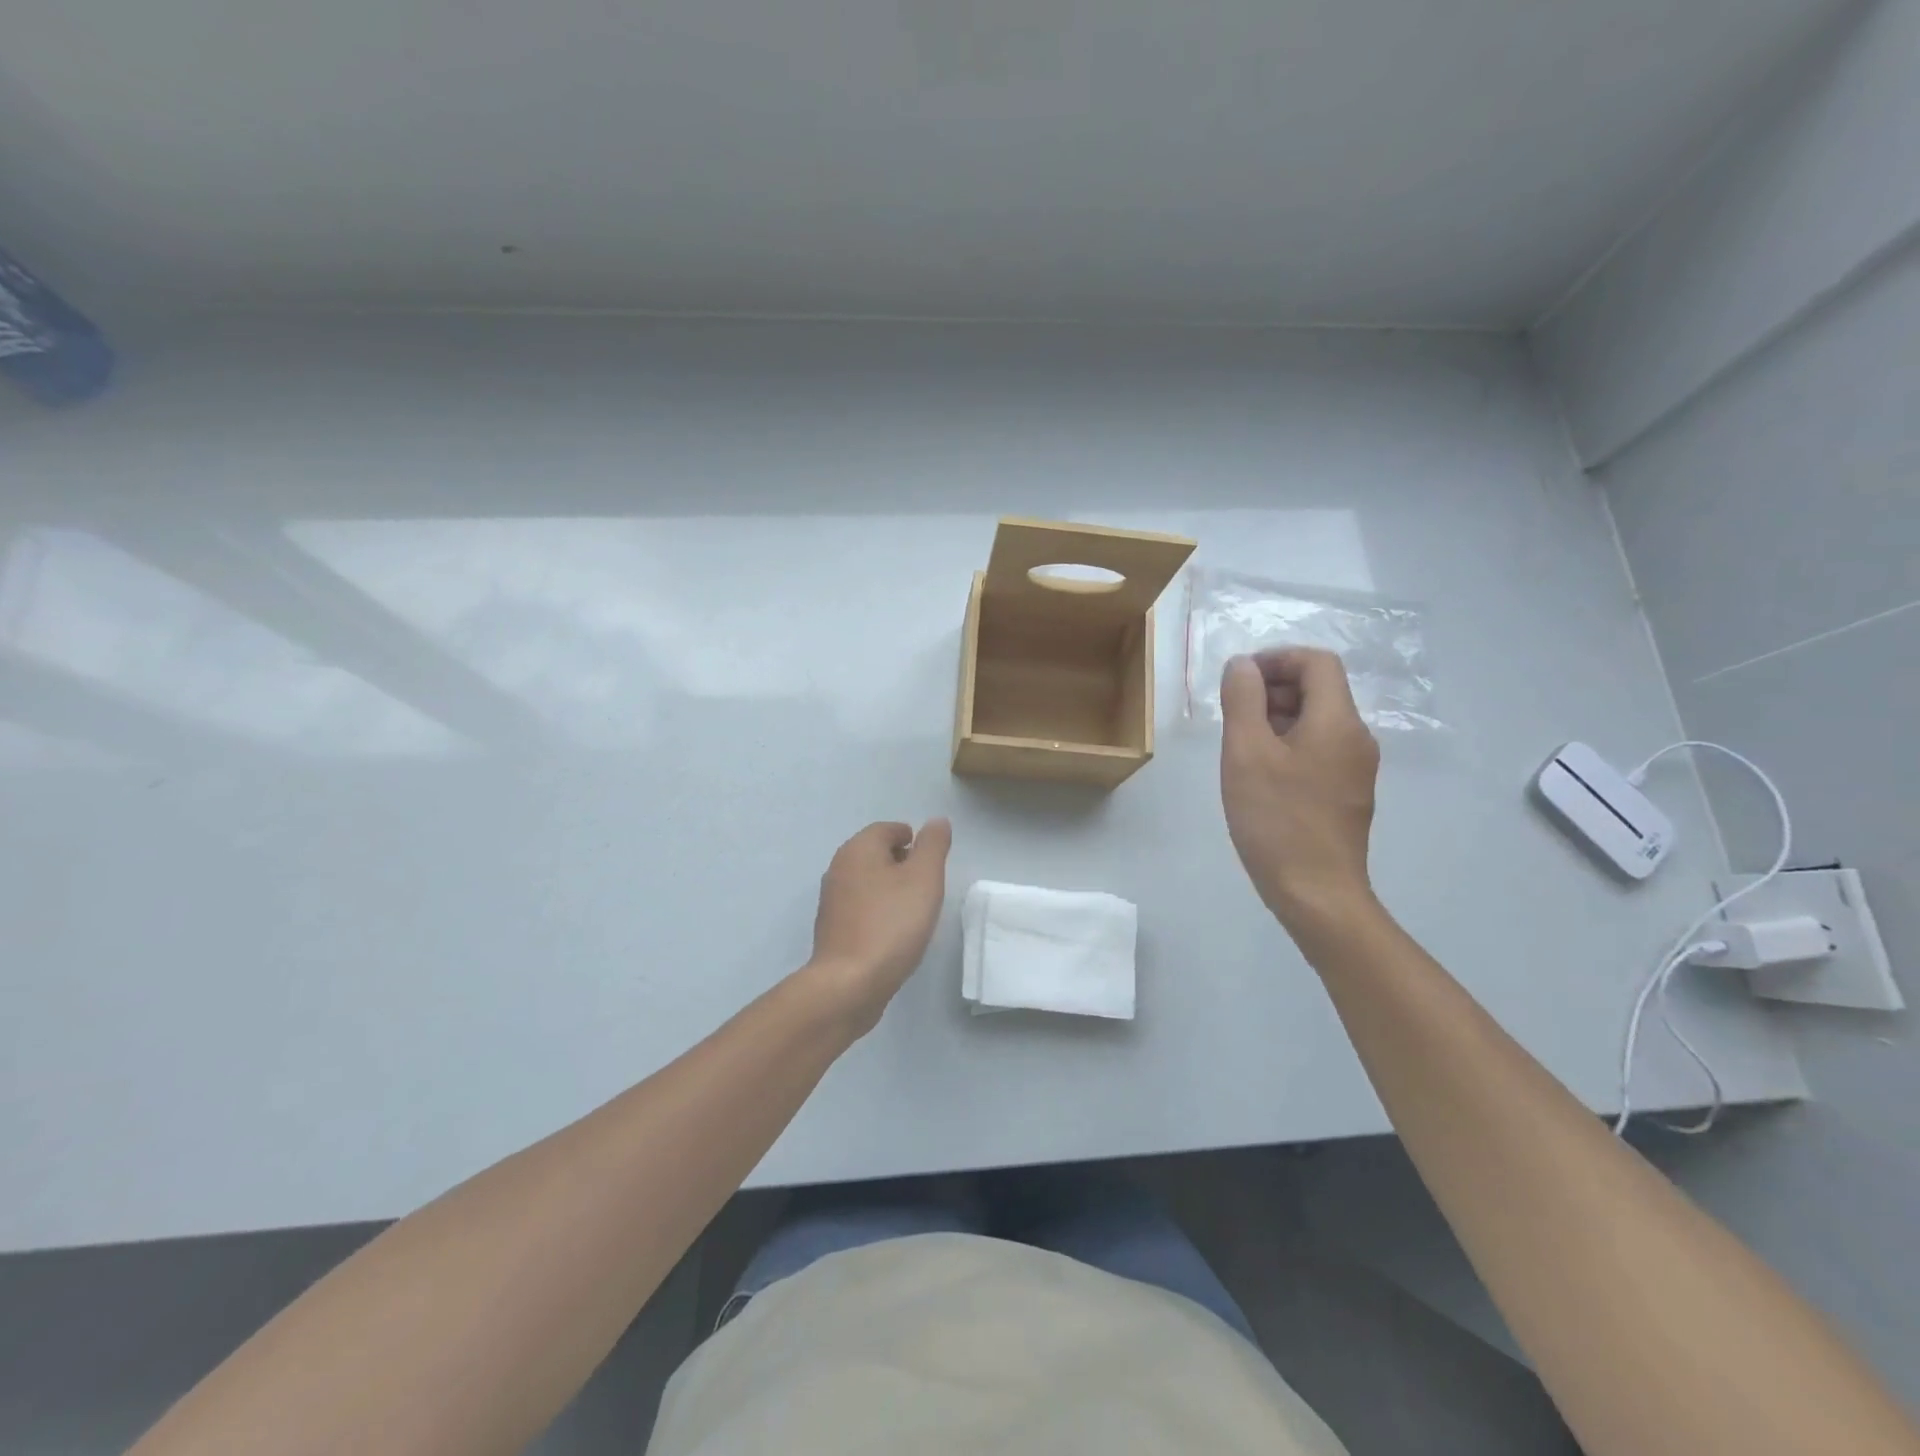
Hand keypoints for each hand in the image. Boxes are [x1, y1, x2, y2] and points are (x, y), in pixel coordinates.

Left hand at [807, 818, 951, 1033]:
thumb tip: (936, 821)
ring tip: (914, 911)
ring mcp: (832, 901)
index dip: (913, 839)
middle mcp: (839, 868)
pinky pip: (860, 908)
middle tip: (928, 886)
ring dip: (890, 889)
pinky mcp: (832, 930)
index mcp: (858, 849)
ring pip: (867, 882)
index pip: (887, 829)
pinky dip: (878, 911)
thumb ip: (933, 846)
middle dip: (902, 863)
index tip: (932, 863)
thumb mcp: (924, 878)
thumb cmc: (892, 924)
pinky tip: (893, 933)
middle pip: (875, 854)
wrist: (849, 983)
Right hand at [1219, 649, 1379, 935]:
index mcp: (1338, 721)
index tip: (1239, 679)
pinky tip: (1260, 774)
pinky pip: (1319, 750)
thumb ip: (1243, 700)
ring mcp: (1356, 769)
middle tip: (1232, 713)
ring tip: (1239, 745)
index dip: (1276, 658)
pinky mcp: (1347, 795)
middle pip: (1319, 689)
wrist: (1317, 893)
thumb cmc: (1277, 818)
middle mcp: (1356, 738)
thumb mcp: (1246, 752)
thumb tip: (1243, 665)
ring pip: (1317, 721)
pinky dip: (1288, 745)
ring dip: (1277, 717)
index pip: (1317, 662)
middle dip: (1273, 688)